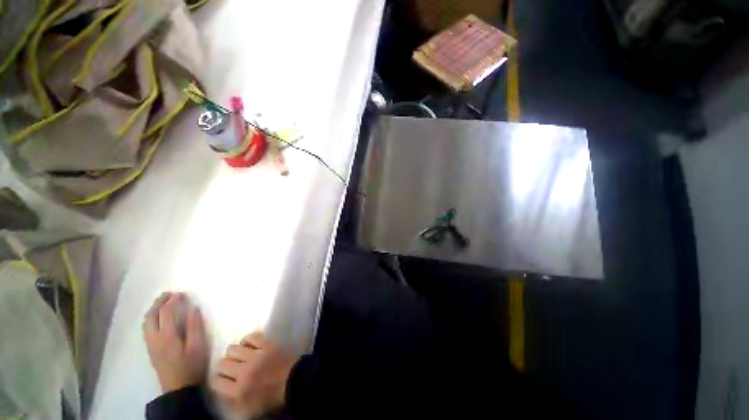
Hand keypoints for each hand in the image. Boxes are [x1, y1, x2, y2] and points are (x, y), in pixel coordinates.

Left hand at [143, 292, 208, 392]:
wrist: (178, 387)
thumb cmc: (191, 365)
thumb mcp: (198, 345)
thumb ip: (194, 326)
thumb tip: (193, 308)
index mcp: (167, 336)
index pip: (165, 313)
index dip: (172, 301)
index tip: (181, 293)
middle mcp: (154, 338)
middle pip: (151, 315)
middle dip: (159, 302)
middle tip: (170, 293)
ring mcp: (150, 344)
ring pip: (146, 322)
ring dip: (153, 309)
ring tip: (164, 302)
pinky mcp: (150, 349)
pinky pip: (146, 328)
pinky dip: (151, 317)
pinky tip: (159, 317)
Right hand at [211, 332, 297, 417]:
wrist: (294, 381)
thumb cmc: (272, 398)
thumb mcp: (249, 409)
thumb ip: (233, 401)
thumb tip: (224, 391)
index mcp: (237, 391)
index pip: (215, 381)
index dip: (217, 379)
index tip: (222, 379)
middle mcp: (243, 372)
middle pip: (222, 363)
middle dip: (224, 366)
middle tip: (231, 367)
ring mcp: (255, 356)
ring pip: (233, 349)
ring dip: (233, 353)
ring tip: (239, 356)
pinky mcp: (267, 344)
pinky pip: (251, 337)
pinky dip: (247, 340)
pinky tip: (249, 345)